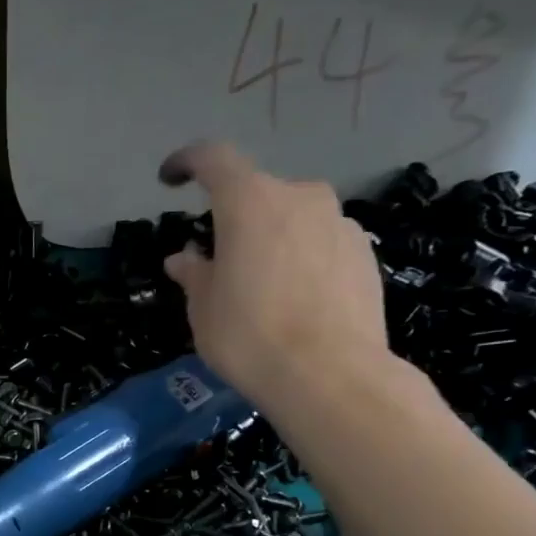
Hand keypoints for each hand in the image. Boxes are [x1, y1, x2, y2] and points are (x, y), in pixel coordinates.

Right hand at [159, 142, 394, 414]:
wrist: (331, 375)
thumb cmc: (249, 336)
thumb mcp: (203, 309)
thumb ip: (194, 274)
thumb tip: (184, 259)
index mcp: (249, 202)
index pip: (213, 159)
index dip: (187, 162)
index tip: (170, 179)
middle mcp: (299, 197)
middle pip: (256, 193)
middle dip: (233, 219)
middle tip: (218, 261)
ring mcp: (339, 222)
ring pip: (292, 218)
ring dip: (270, 239)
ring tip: (260, 286)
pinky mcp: (365, 251)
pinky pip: (320, 242)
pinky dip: (301, 258)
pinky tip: (296, 300)